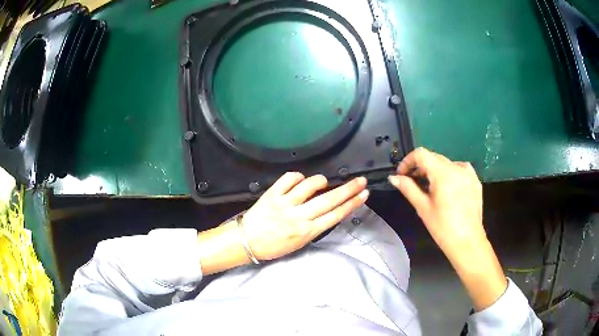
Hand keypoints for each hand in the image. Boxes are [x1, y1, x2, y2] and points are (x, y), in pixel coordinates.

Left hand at [243, 172, 368, 260]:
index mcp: (307, 231)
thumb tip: (328, 210)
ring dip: (320, 181)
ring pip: (309, 186)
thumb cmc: (274, 246)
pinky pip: (289, 179)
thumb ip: (314, 227)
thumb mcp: (299, 243)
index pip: (335, 215)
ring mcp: (285, 204)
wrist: (247, 242)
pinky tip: (300, 179)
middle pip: (329, 200)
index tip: (364, 195)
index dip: (352, 204)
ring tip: (323, 182)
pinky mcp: (272, 194)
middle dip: (348, 189)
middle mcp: (299, 217)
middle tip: (361, 180)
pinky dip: (298, 176)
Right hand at [388, 148, 484, 256]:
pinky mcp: (475, 180)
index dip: (408, 161)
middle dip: (420, 167)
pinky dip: (449, 174)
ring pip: (446, 163)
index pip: (421, 154)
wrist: (468, 242)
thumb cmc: (443, 227)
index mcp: (443, 173)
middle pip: (434, 157)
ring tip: (430, 188)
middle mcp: (457, 167)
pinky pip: (459, 170)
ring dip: (434, 170)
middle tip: (412, 182)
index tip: (402, 175)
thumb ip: (408, 188)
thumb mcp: (423, 208)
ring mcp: (469, 173)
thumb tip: (393, 178)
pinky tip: (447, 189)